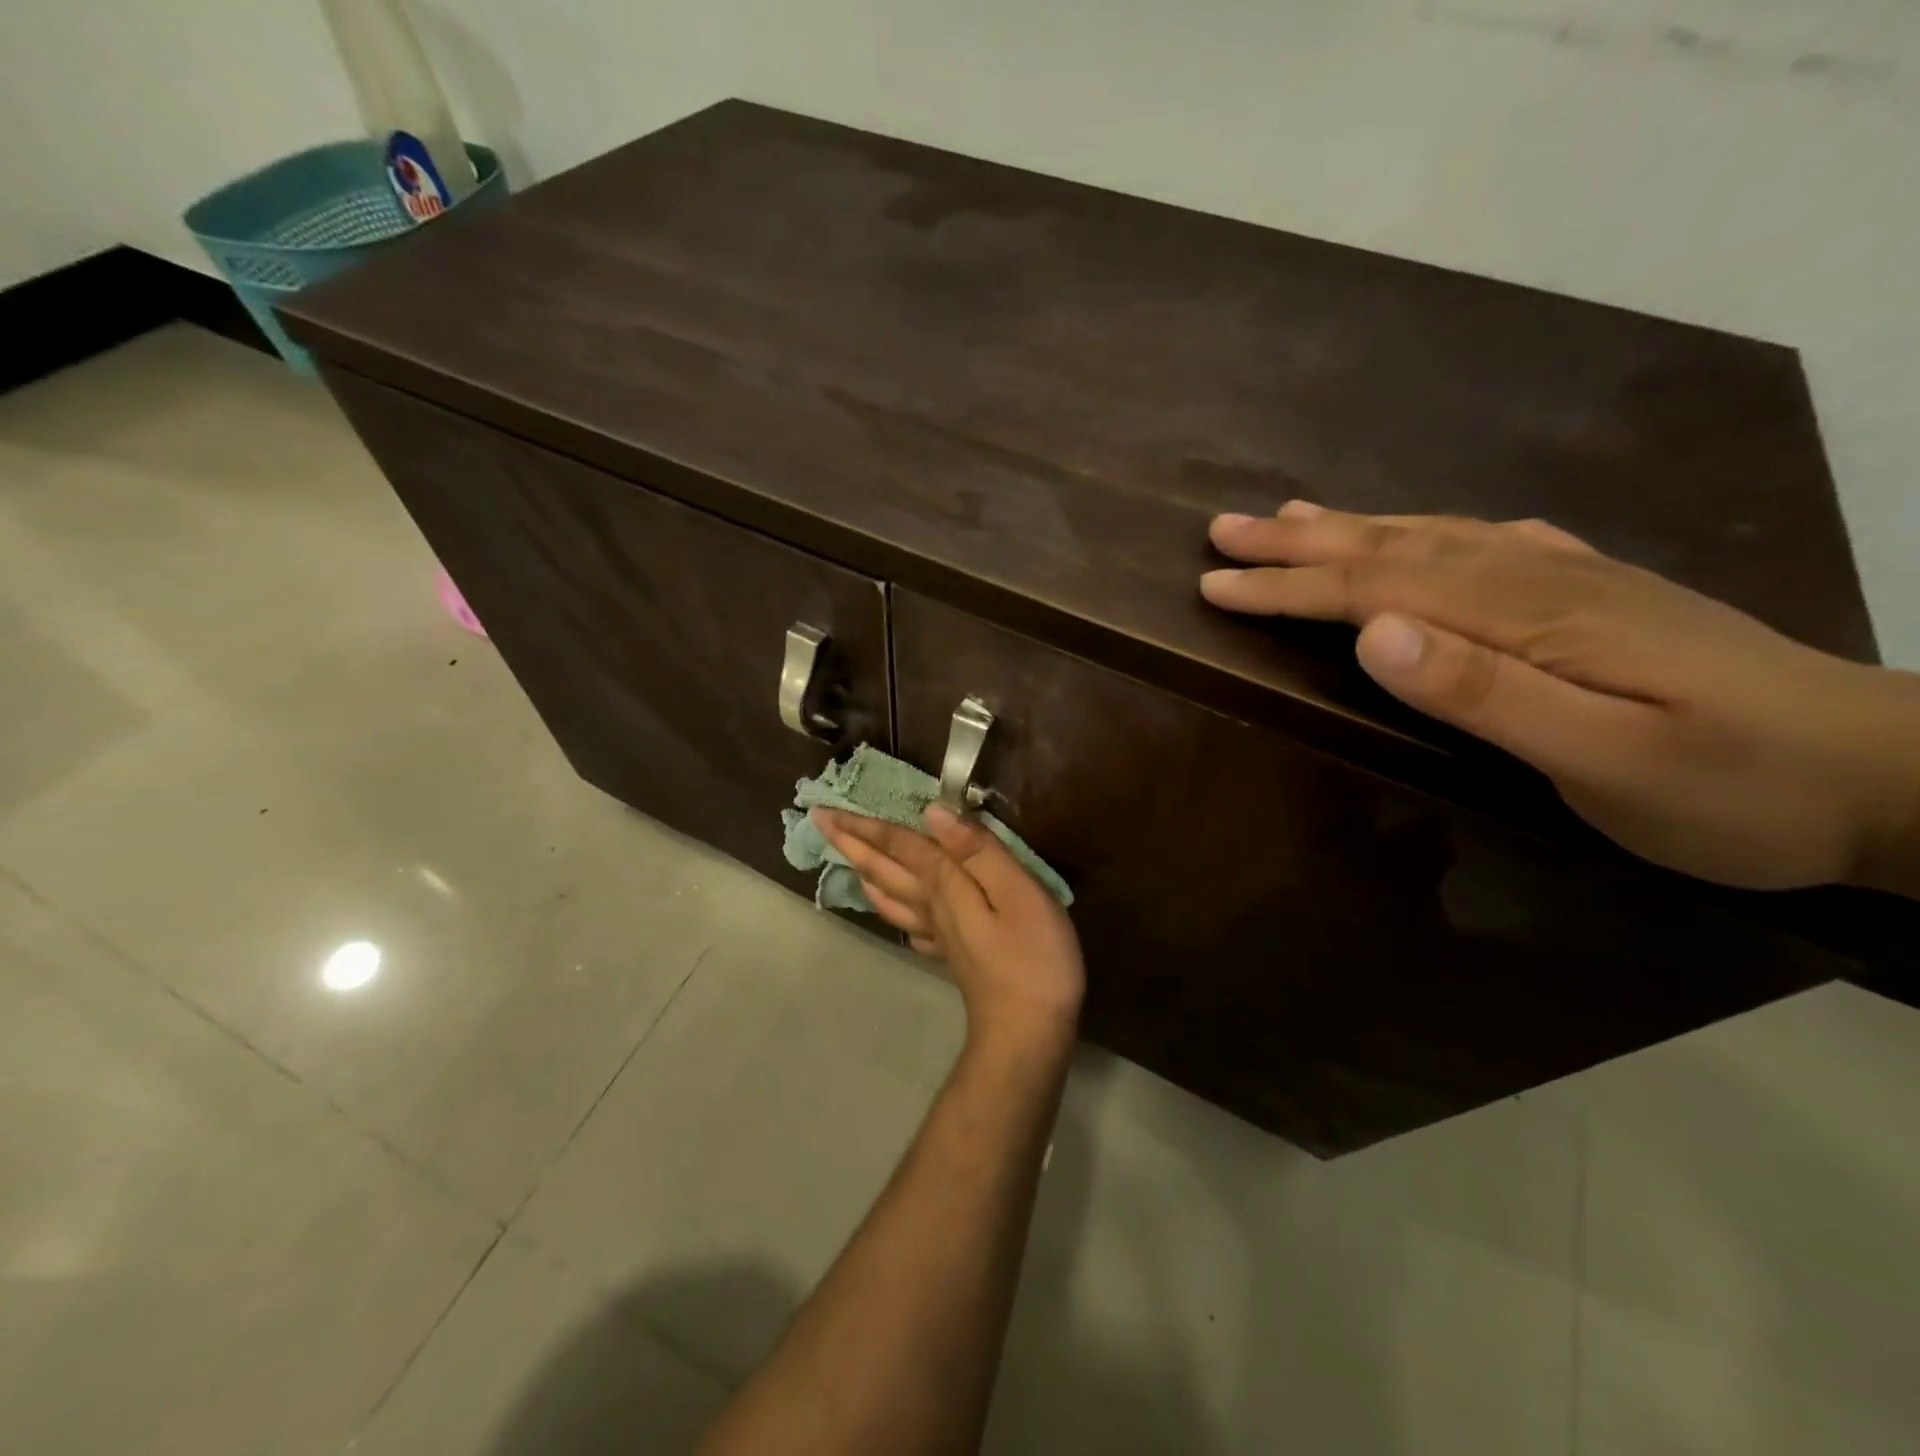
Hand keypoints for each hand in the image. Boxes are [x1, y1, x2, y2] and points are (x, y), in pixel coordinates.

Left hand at [812, 805, 1085, 1048]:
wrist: (1028, 1033)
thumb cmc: (1032, 958)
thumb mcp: (1017, 892)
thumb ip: (977, 851)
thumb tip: (933, 811)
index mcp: (943, 885)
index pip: (899, 845)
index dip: (866, 825)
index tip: (824, 810)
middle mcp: (930, 906)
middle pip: (884, 869)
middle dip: (852, 844)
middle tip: (819, 823)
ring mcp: (938, 934)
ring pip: (890, 897)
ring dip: (867, 873)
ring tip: (850, 861)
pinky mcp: (951, 955)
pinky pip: (909, 925)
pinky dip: (893, 910)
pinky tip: (896, 910)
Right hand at [1200, 501, 1919, 893]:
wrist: (1891, 776)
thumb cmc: (1733, 787)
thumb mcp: (1605, 757)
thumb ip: (1483, 691)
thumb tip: (1375, 633)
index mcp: (1527, 613)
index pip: (1376, 587)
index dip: (1288, 586)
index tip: (1213, 583)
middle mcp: (1537, 576)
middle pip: (1391, 547)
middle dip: (1297, 542)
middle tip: (1223, 528)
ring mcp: (1569, 578)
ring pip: (1431, 536)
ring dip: (1350, 525)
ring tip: (1289, 514)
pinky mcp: (1594, 593)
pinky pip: (1488, 543)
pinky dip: (1432, 529)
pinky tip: (1422, 528)